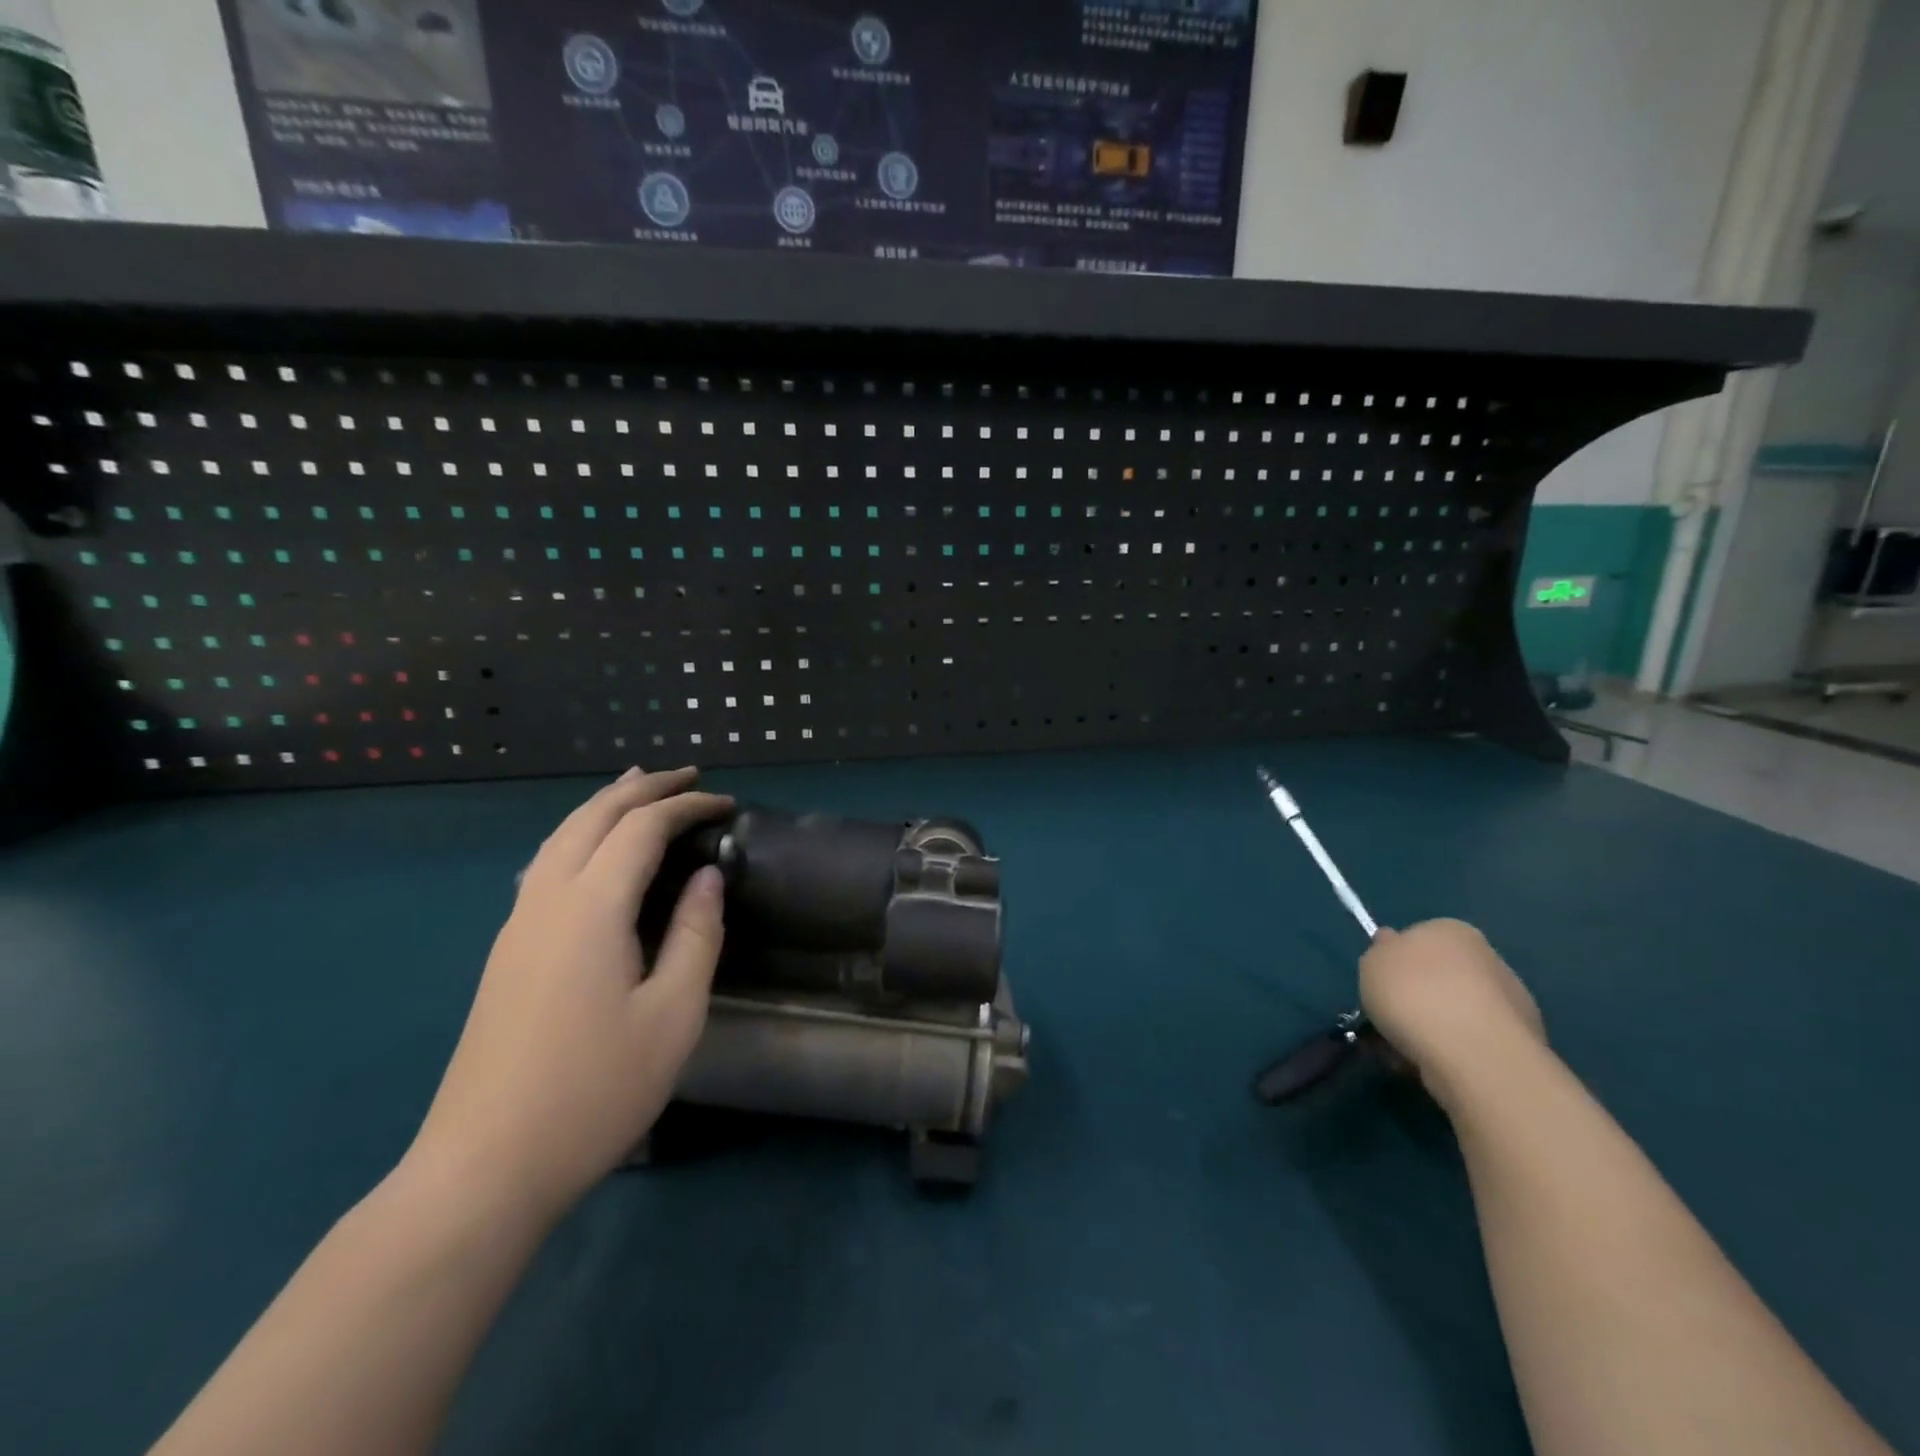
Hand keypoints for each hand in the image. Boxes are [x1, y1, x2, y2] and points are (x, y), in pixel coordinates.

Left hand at [408, 767, 732, 1219]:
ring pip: (559, 837)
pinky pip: (544, 866)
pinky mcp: (505, 954)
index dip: (686, 806)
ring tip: (637, 789)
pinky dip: (578, 836)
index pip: (641, 828)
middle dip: (641, 787)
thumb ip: (696, 935)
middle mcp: (546, 901)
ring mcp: (516, 927)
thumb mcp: (673, 1014)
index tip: (727, 803)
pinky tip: (591, 852)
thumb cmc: (595, 1090)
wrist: (484, 1167)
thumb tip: (706, 877)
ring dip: (603, 805)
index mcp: (590, 909)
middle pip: (592, 817)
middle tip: (687, 776)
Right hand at [1359, 919, 1545, 1110]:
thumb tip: (1391, 945)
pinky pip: (1470, 1042)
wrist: (1474, 1053)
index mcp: (1451, 929)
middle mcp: (1487, 958)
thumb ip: (1380, 952)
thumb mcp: (1372, 962)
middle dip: (1415, 998)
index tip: (1380, 985)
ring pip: (1454, 1012)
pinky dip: (1451, 1052)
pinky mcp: (1521, 1043)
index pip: (1417, 938)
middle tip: (1389, 1020)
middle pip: (1438, 976)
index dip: (1394, 962)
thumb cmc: (1413, 993)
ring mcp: (1510, 1002)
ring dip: (1431, 1028)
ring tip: (1405, 1051)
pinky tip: (1432, 1066)